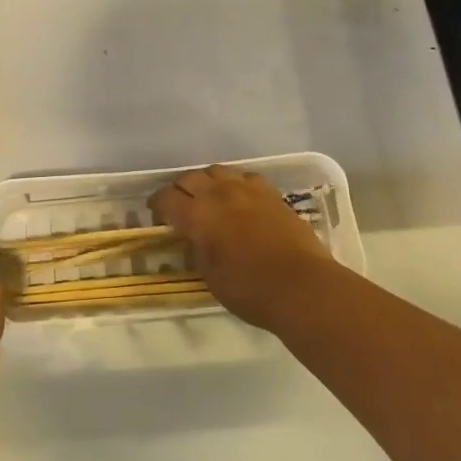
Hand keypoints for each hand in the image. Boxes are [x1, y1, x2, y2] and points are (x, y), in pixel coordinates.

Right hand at [150, 166, 335, 330]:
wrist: (302, 286)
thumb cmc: (250, 289)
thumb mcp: (209, 275)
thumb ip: (196, 249)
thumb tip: (193, 237)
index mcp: (198, 215)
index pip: (166, 199)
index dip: (157, 207)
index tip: (157, 217)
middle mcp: (219, 194)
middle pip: (189, 178)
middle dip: (179, 190)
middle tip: (180, 208)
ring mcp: (247, 190)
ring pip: (217, 171)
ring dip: (207, 183)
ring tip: (209, 199)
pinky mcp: (271, 193)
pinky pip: (244, 178)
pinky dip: (234, 185)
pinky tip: (239, 199)